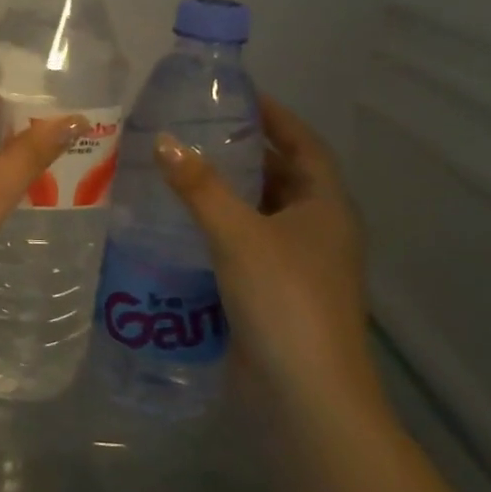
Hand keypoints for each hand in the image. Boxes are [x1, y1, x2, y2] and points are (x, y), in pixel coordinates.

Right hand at [154, 95, 371, 396]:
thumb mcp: (239, 235)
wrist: (305, 396)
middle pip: (281, 177)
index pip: (303, 144)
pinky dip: (217, 231)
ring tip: (178, 171)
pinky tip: (178, 226)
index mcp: (326, 206)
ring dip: (226, 195)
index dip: (275, 116)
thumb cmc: (285, 300)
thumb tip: (164, 140)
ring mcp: (297, 265)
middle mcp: (317, 230)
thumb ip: (200, 187)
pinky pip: (244, 247)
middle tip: (193, 132)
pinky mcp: (273, 294)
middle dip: (242, 154)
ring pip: (259, 215)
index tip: (236, 95)